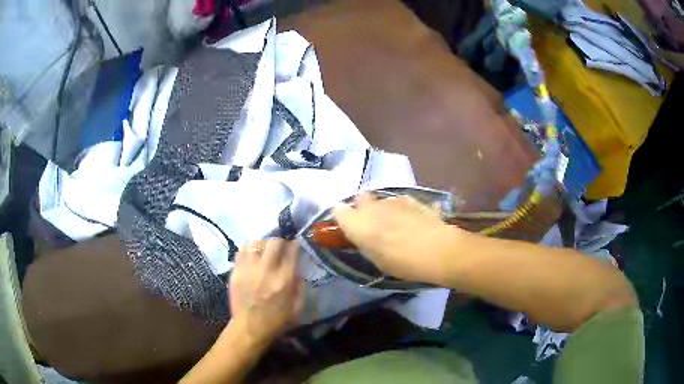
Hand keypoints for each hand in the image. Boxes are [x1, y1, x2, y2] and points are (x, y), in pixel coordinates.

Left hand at [229, 239, 304, 344]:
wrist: (250, 328)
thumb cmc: (277, 321)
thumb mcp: (298, 307)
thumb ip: (300, 286)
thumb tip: (298, 270)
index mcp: (283, 280)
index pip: (291, 251)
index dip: (295, 244)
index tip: (296, 245)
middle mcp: (266, 270)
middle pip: (273, 242)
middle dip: (280, 242)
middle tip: (281, 247)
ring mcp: (248, 269)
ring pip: (256, 243)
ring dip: (263, 244)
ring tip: (265, 250)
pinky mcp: (236, 272)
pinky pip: (242, 251)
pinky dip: (249, 249)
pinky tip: (253, 256)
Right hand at [333, 194, 466, 283]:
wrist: (438, 250)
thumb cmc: (403, 263)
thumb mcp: (377, 260)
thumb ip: (366, 244)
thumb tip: (364, 237)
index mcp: (358, 224)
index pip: (338, 211)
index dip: (342, 217)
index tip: (347, 227)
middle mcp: (373, 207)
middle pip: (360, 199)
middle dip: (362, 208)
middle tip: (371, 224)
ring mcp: (394, 200)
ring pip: (381, 200)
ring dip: (383, 209)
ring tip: (396, 225)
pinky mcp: (413, 199)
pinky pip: (401, 203)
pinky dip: (402, 210)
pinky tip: (412, 222)